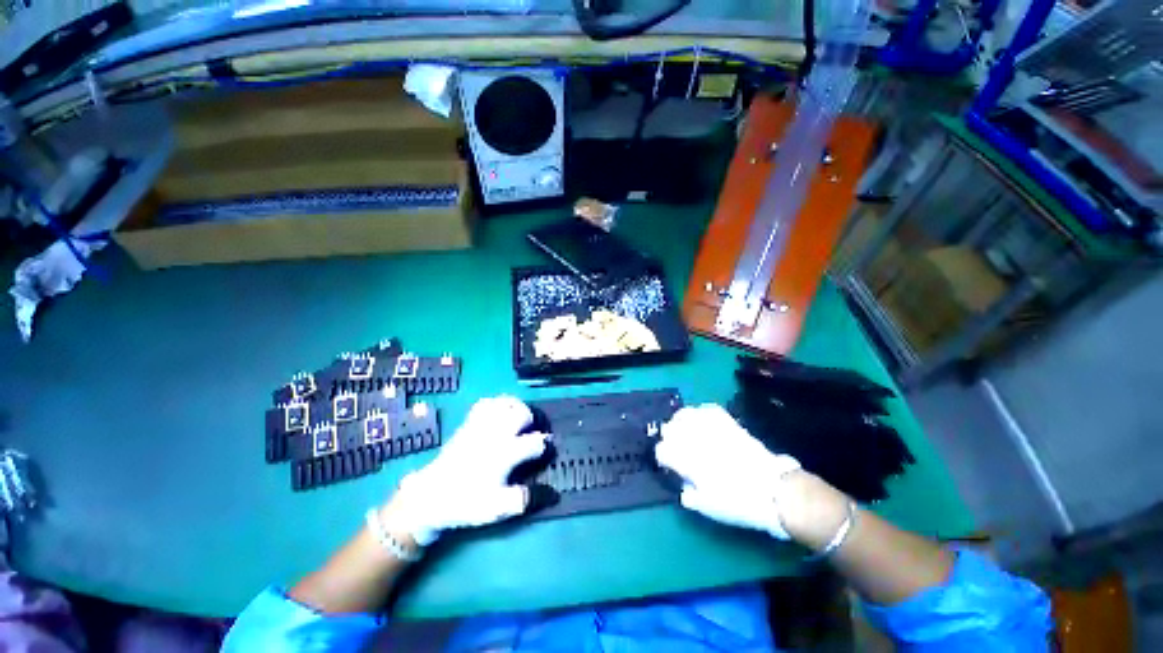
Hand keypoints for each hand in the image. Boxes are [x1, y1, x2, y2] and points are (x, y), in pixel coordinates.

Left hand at [383, 396, 549, 545]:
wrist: (429, 496)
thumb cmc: (466, 502)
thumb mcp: (496, 508)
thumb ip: (523, 499)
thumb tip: (550, 492)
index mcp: (504, 454)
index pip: (534, 442)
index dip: (544, 445)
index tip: (546, 449)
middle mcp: (495, 434)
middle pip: (522, 414)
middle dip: (532, 420)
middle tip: (531, 430)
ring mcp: (481, 425)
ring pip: (504, 403)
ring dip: (516, 407)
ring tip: (519, 416)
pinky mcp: (468, 422)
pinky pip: (486, 402)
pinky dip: (497, 403)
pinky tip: (500, 411)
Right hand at [654, 404, 802, 539]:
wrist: (774, 490)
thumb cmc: (737, 502)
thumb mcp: (707, 507)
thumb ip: (688, 494)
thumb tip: (683, 485)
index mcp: (687, 461)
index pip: (662, 450)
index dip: (663, 458)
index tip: (668, 465)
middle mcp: (694, 439)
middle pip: (669, 428)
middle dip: (669, 437)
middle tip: (675, 447)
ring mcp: (711, 428)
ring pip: (684, 414)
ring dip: (680, 422)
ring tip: (683, 429)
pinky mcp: (727, 422)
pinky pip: (706, 409)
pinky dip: (700, 413)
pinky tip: (700, 420)